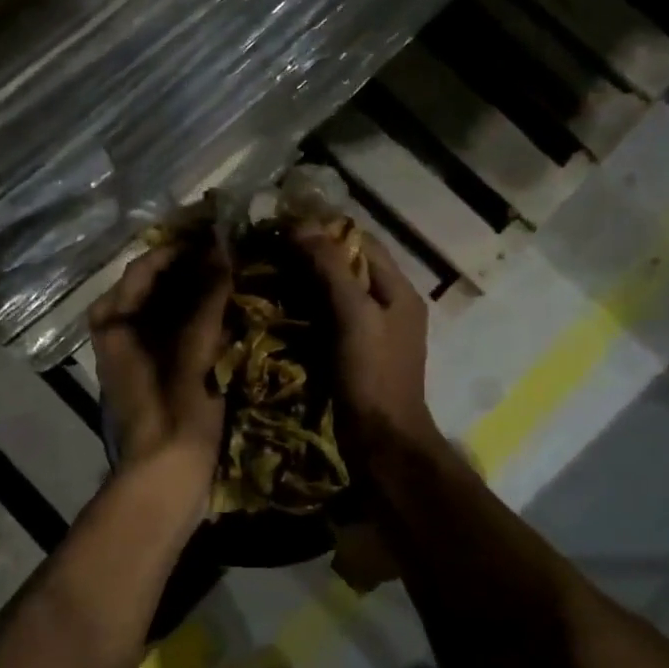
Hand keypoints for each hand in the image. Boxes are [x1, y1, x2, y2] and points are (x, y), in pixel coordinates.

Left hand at [90, 239, 231, 493]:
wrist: (165, 478)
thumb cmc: (175, 412)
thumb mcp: (193, 352)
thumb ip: (207, 300)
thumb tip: (222, 249)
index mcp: (115, 321)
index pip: (146, 265)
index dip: (182, 247)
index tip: (219, 234)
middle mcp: (119, 331)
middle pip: (156, 285)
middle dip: (193, 268)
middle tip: (234, 253)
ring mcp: (136, 353)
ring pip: (167, 308)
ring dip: (198, 292)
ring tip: (237, 276)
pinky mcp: (156, 372)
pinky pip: (177, 331)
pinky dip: (199, 317)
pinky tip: (230, 313)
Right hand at [291, 223, 440, 467]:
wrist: (382, 442)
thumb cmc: (373, 376)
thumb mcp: (354, 316)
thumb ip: (331, 269)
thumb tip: (303, 225)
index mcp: (399, 291)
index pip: (362, 242)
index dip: (326, 229)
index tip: (285, 225)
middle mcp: (390, 306)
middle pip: (349, 267)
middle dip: (312, 257)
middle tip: (269, 251)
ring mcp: (374, 333)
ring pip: (337, 294)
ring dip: (306, 284)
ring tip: (268, 275)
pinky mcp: (356, 356)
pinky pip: (330, 322)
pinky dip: (307, 312)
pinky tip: (279, 311)